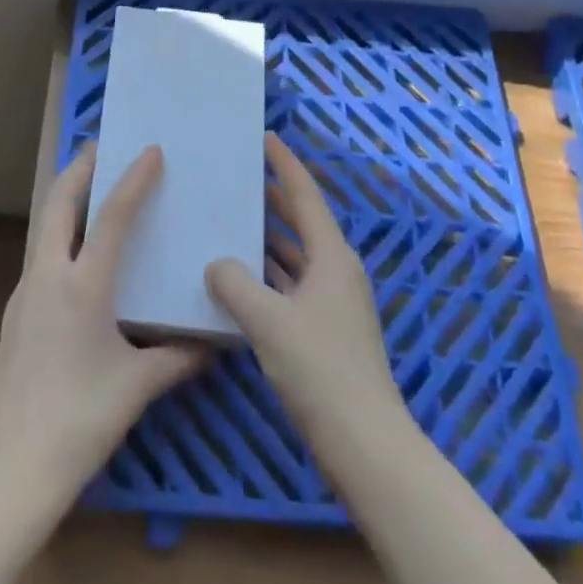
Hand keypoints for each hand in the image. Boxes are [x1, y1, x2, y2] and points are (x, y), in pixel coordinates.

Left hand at [0, 144, 205, 522]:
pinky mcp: (16, 313)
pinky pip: (42, 255)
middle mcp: (49, 275)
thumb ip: (177, 359)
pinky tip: (79, 257)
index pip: (112, 215)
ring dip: (68, 199)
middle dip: (81, 168)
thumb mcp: (136, 388)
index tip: (150, 150)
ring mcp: (26, 292)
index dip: (132, 178)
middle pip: (60, 201)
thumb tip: (213, 344)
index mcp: (82, 285)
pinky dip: (61, 235)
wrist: (8, 468)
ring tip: (94, 191)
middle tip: (103, 147)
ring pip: (46, 225)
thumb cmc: (79, 421)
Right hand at [206, 134, 406, 462]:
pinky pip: (293, 288)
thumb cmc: (320, 369)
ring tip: (233, 224)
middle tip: (242, 178)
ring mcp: (335, 305)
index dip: (285, 165)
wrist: (366, 445)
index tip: (267, 137)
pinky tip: (242, 283)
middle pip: (303, 224)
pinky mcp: (328, 334)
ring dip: (269, 242)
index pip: (305, 196)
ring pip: (297, 258)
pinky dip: (270, 278)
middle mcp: (337, 272)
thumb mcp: (267, 320)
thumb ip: (234, 284)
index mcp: (332, 256)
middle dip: (275, 200)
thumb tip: (216, 264)